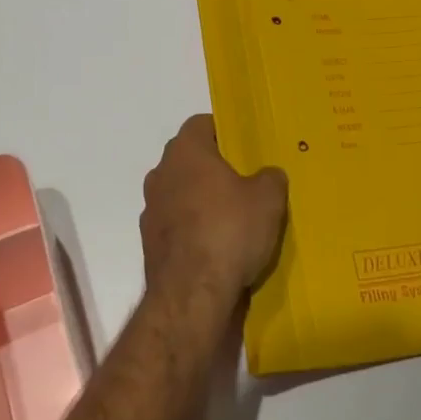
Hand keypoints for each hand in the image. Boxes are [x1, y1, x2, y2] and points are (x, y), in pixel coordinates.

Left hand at [141, 116, 288, 303]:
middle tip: (243, 180)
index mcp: (186, 151)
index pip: (201, 124)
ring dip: (199, 199)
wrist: (191, 295)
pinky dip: (191, 229)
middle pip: (188, 158)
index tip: (244, 146)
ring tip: (231, 217)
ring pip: (179, 192)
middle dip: (212, 166)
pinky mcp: (150, 243)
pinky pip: (175, 224)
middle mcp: (162, 173)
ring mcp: (151, 209)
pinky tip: (215, 246)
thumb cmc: (230, 231)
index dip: (224, 131)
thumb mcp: (268, 199)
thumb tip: (268, 175)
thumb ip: (270, 177)